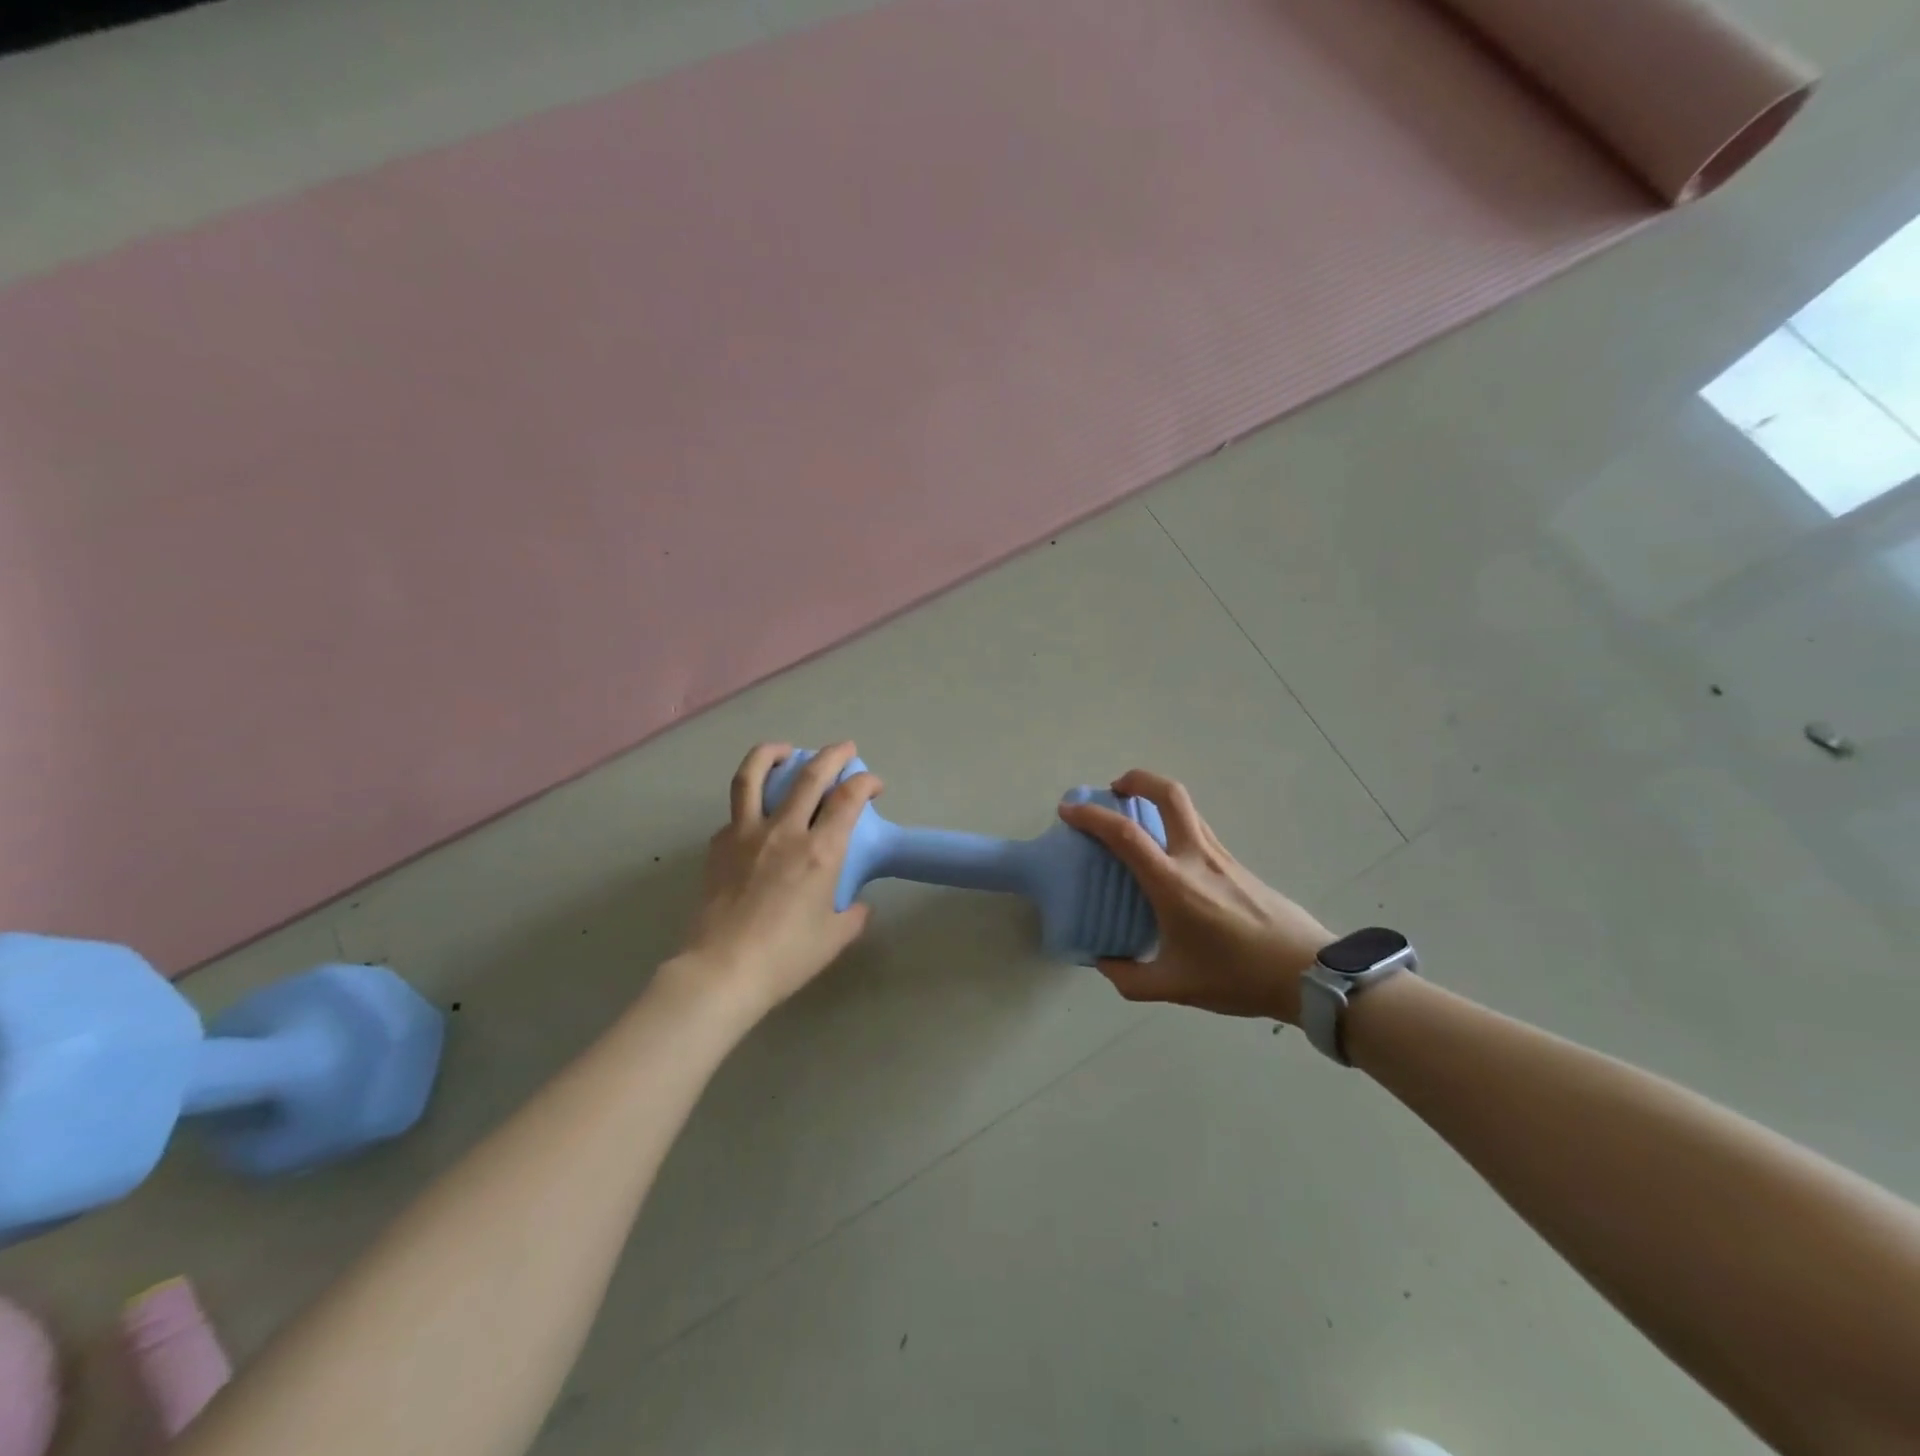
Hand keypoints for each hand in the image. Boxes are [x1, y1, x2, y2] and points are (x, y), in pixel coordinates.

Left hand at [667, 741, 881, 1019]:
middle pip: (809, 775)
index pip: (848, 798)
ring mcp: (746, 834)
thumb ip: (852, 915)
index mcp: (820, 851)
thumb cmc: (785, 957)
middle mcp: (784, 831)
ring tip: (784, 749)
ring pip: (754, 776)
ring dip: (772, 753)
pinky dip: (750, 802)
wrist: (722, 970)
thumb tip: (857, 905)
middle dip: (832, 754)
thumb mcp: (833, 938)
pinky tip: (756, 814)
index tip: (874, 785)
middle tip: (844, 749)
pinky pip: (736, 813)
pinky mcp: (719, 845)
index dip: (865, 782)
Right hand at [1057, 771, 1332, 1024]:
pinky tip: (1170, 858)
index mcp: (1173, 883)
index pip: (1124, 834)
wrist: (1308, 973)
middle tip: (1116, 789)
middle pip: (1168, 794)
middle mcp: (1196, 857)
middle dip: (1137, 780)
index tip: (1068, 811)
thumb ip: (1130, 978)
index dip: (1091, 816)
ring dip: (1157, 799)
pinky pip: (1199, 829)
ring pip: (1188, 808)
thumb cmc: (1237, 976)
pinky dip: (1176, 825)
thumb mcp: (1175, 986)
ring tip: (1137, 820)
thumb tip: (1104, 963)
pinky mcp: (1238, 864)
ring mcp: (1222, 856)